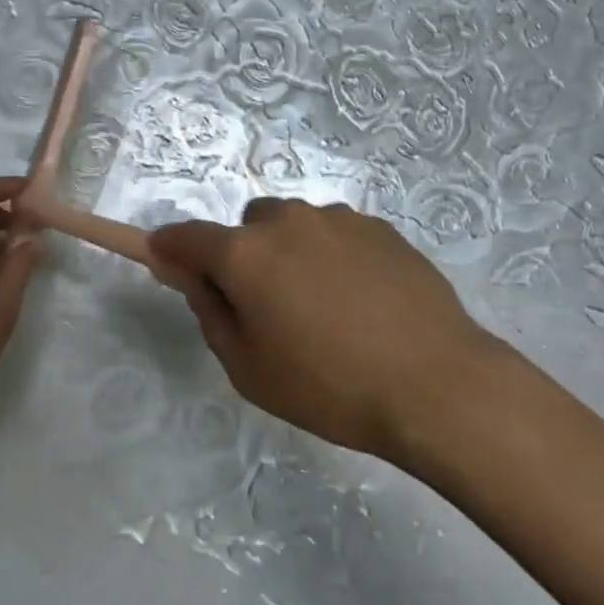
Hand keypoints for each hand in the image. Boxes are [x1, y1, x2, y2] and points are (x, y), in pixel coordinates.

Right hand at [148, 199, 505, 460]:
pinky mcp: (379, 227)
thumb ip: (208, 311)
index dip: (170, 249)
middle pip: (246, 227)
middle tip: (269, 308)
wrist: (435, 383)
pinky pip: (335, 234)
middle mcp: (287, 221)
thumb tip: (187, 274)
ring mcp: (338, 219)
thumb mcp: (249, 367)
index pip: (187, 237)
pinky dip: (332, 256)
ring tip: (326, 309)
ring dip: (291, 253)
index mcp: (246, 254)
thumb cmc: (329, 386)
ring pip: (294, 226)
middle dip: (244, 256)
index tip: (168, 264)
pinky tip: (362, 301)